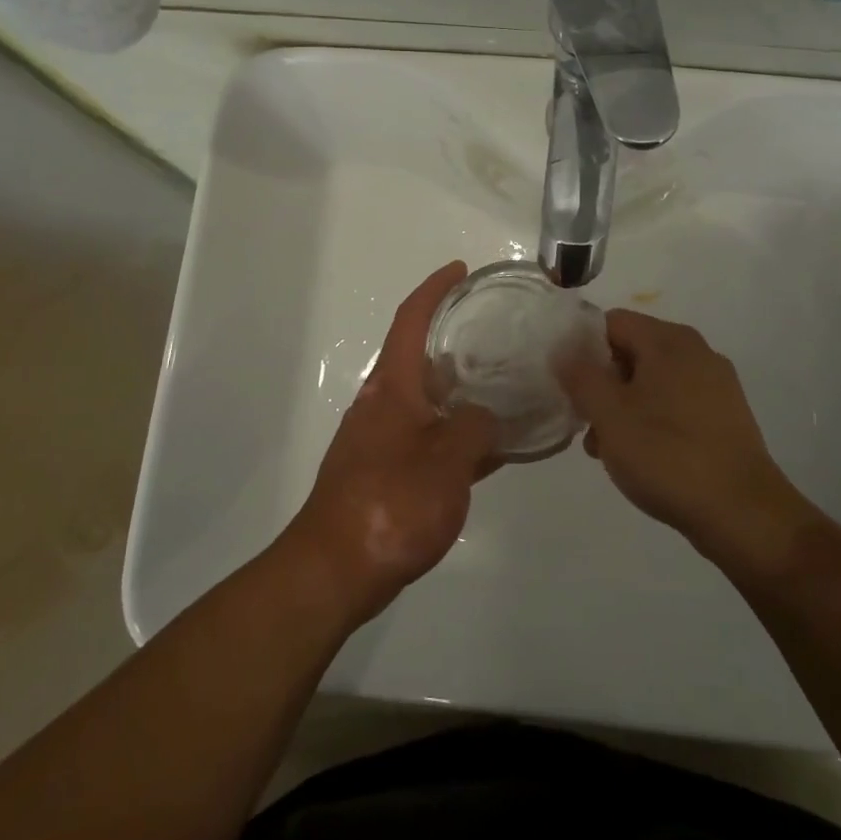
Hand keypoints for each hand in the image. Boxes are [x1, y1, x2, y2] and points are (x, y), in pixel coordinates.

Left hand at [281, 262, 498, 626]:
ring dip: (459, 390)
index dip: (434, 289)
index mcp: (392, 386)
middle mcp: (383, 403)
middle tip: (498, 335)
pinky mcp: (384, 472)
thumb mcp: (449, 459)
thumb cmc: (392, 502)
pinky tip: (489, 450)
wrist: (335, 569)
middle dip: (453, 340)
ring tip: (505, 388)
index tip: (460, 271)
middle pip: (419, 356)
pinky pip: (428, 437)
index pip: (411, 319)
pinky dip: (455, 434)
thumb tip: (487, 416)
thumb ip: (476, 427)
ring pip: (427, 400)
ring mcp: (381, 438)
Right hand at [557, 310, 814, 579]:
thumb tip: (563, 349)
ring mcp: (716, 384)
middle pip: (632, 350)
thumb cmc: (667, 456)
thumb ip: (580, 376)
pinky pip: (676, 403)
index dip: (582, 347)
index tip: (567, 384)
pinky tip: (643, 457)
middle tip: (585, 421)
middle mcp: (696, 351)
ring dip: (624, 406)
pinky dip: (653, 419)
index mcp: (669, 340)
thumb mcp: (609, 415)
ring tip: (608, 449)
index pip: (612, 322)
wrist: (744, 515)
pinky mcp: (727, 416)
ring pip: (653, 380)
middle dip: (602, 382)